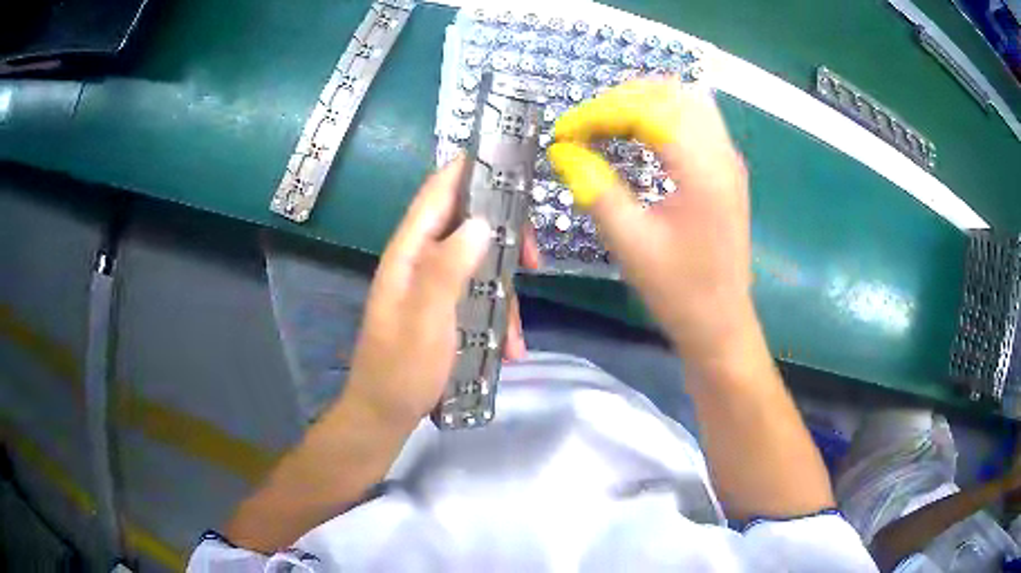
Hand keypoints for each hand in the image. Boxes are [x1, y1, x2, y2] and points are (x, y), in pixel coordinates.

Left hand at [342, 156, 535, 427]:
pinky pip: (479, 297)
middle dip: (506, 239)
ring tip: (515, 337)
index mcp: (409, 253)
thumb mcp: (425, 320)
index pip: (438, 192)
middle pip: (468, 225)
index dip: (470, 170)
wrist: (385, 415)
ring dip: (505, 293)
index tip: (511, 164)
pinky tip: (508, 349)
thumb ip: (447, 269)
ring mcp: (434, 286)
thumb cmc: (401, 370)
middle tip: (535, 261)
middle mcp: (421, 260)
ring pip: (481, 265)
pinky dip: (497, 318)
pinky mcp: (445, 309)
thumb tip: (482, 223)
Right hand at [549, 78, 751, 370]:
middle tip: (586, 124)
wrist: (722, 323)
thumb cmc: (679, 292)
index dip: (598, 113)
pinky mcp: (727, 168)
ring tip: (608, 122)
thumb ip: (595, 189)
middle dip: (621, 98)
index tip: (564, 133)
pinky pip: (696, 118)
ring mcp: (728, 158)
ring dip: (644, 100)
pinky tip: (640, 136)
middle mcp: (721, 152)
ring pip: (687, 99)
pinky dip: (663, 114)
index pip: (646, 111)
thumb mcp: (630, 243)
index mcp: (701, 170)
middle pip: (671, 92)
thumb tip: (562, 151)